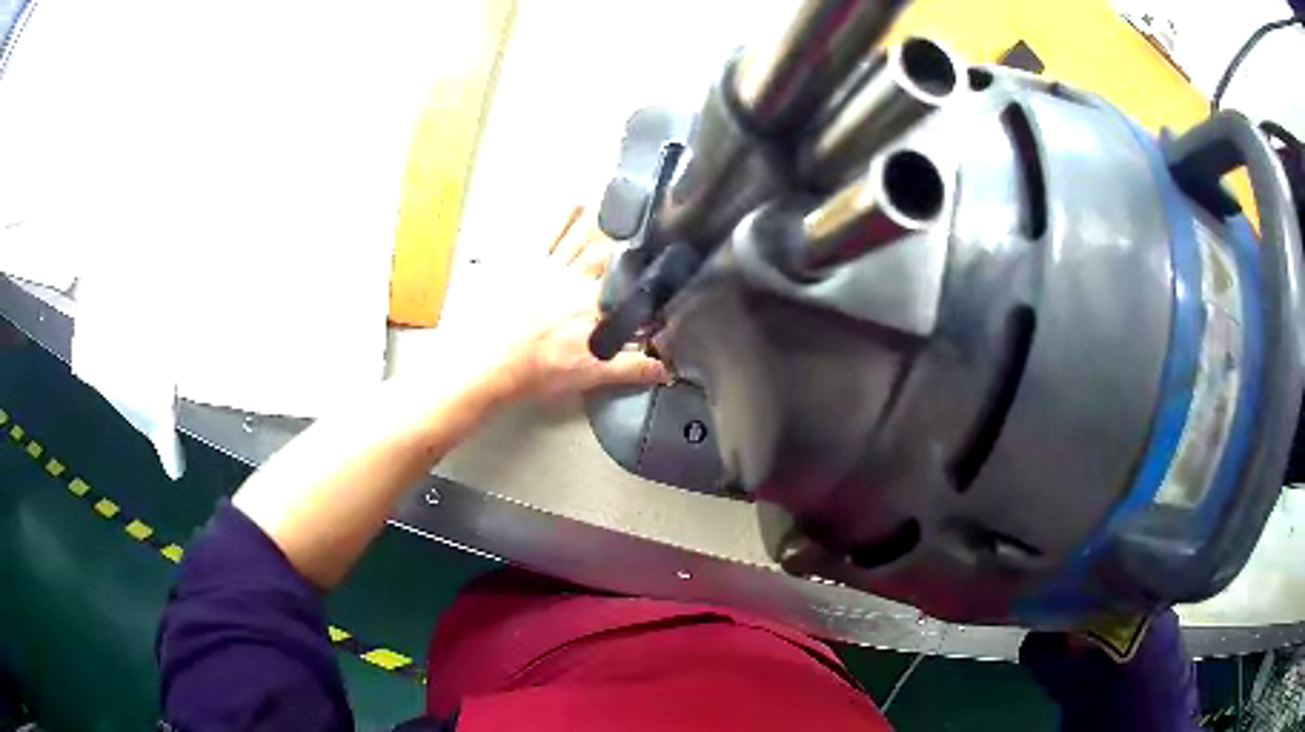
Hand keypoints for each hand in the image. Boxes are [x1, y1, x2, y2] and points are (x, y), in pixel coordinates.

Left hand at [459, 205, 667, 403]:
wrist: (493, 365)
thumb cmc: (541, 371)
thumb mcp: (592, 375)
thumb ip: (633, 368)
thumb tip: (667, 370)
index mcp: (598, 306)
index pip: (633, 287)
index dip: (651, 276)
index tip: (666, 263)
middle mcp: (580, 280)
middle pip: (612, 252)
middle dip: (631, 237)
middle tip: (650, 219)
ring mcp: (553, 268)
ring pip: (584, 236)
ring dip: (604, 220)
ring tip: (621, 200)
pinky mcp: (529, 264)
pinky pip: (550, 233)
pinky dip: (565, 217)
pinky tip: (577, 202)